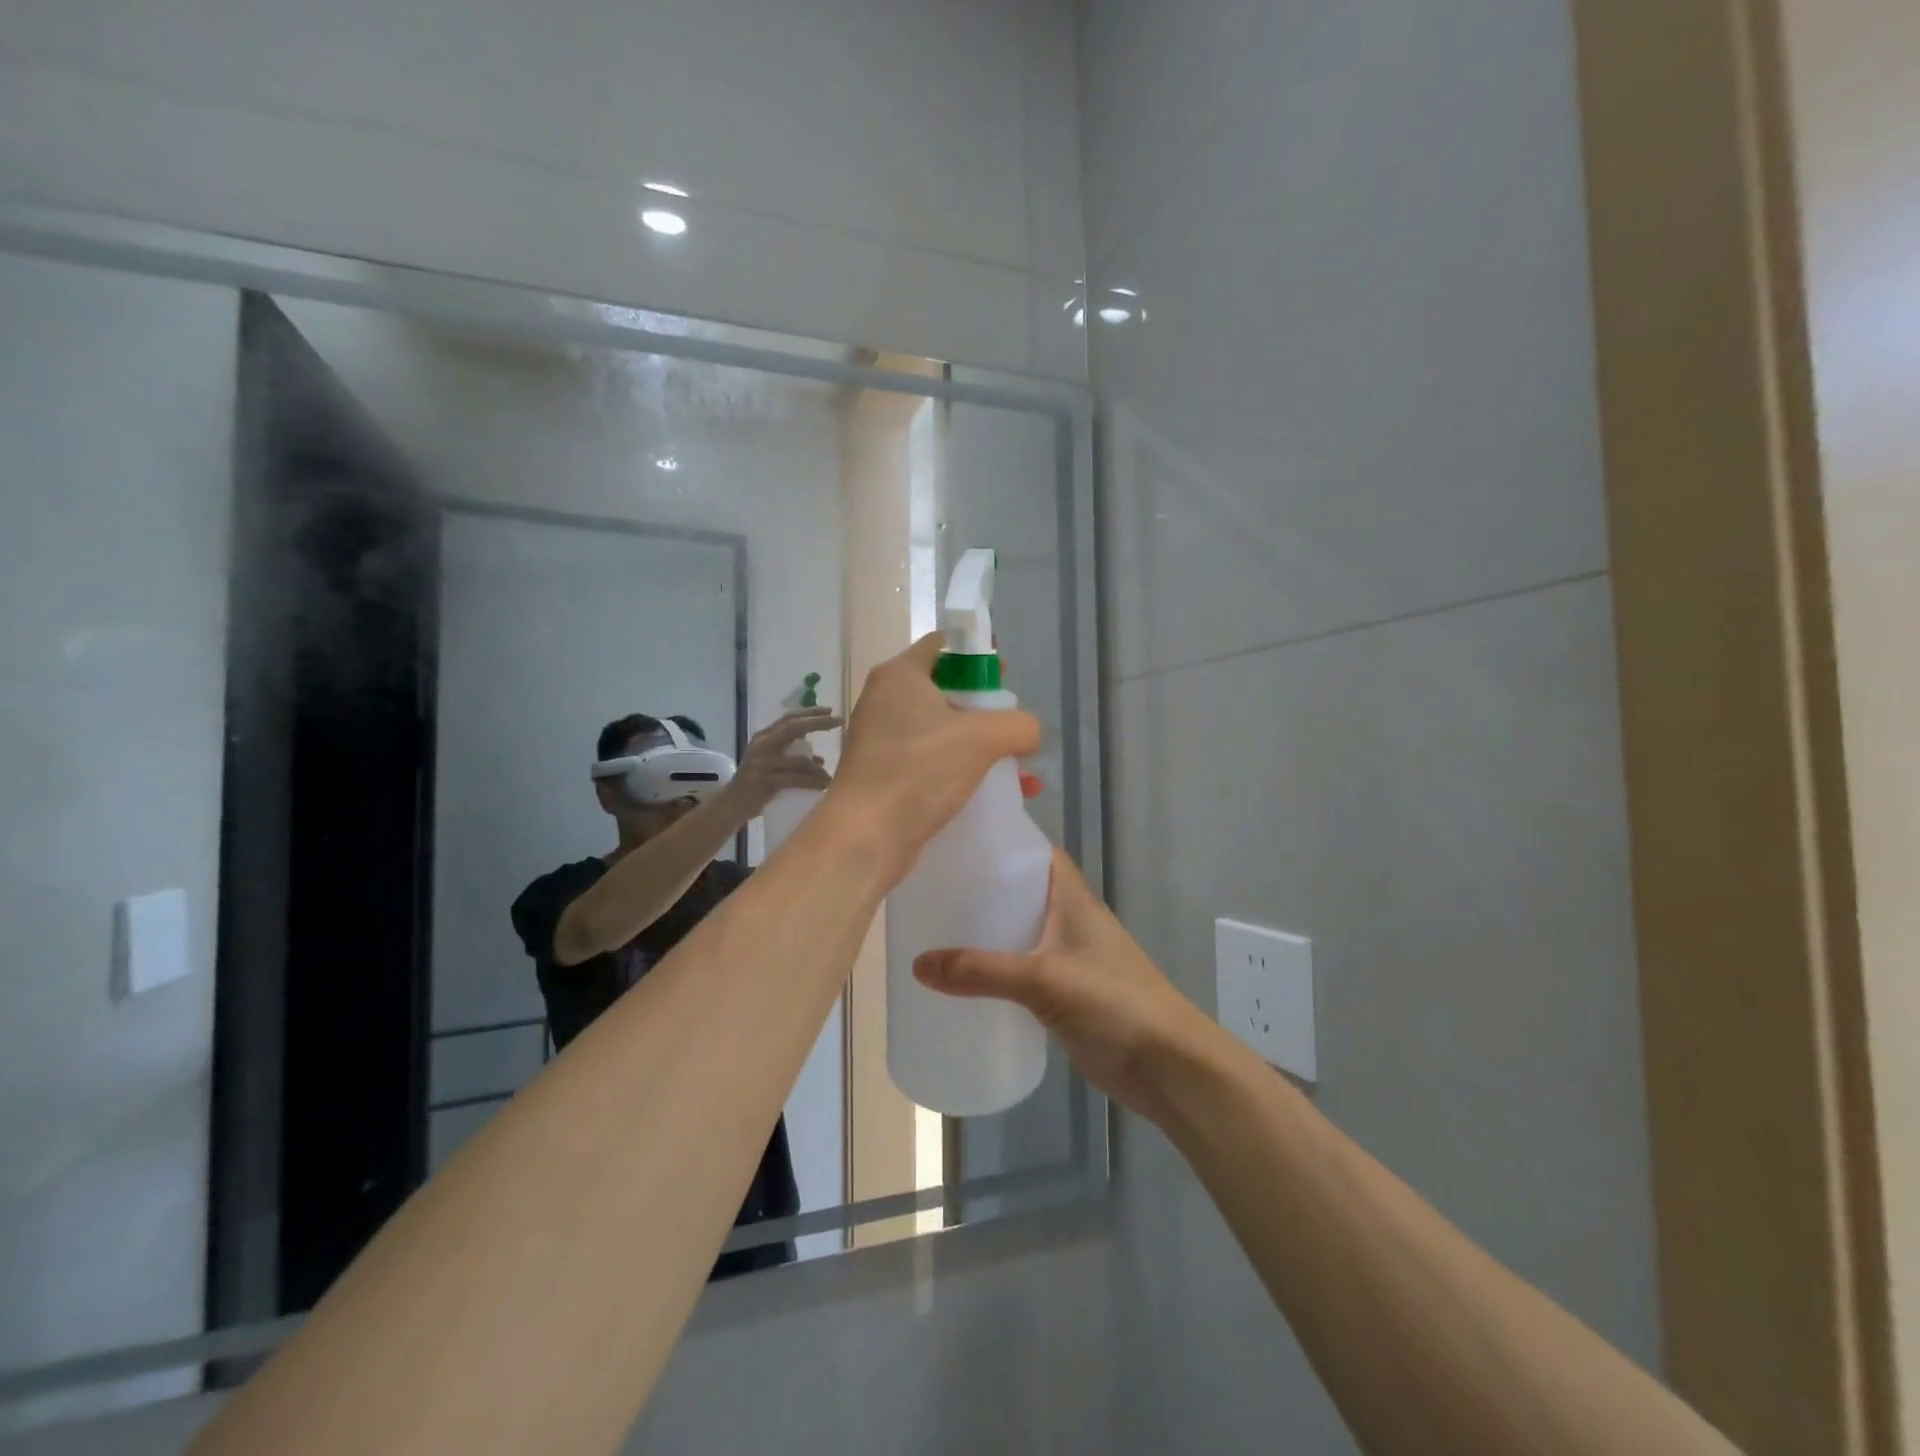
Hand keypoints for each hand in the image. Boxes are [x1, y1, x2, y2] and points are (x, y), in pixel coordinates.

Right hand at [726, 707, 840, 815]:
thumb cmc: (755, 785)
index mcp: (763, 737)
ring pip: (799, 760)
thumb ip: (791, 756)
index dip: (810, 713)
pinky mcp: (765, 782)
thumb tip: (820, 759)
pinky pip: (796, 779)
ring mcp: (763, 763)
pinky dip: (812, 782)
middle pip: (793, 728)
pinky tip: (824, 785)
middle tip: (838, 721)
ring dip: (819, 768)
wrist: (731, 805)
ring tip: (831, 775)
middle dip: (818, 723)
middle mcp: (762, 745)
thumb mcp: (771, 764)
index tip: (831, 711)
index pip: (788, 718)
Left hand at [829, 635, 1041, 865]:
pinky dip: (960, 770)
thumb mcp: (983, 737)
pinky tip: (992, 792)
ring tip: (1015, 767)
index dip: (976, 654)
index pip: (942, 645)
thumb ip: (1018, 725)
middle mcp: (885, 700)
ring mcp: (882, 739)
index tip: (1004, 675)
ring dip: (978, 745)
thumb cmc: (920, 769)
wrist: (867, 835)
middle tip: (1011, 723)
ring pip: (941, 730)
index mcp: (900, 675)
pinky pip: (931, 762)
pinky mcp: (885, 775)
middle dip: (984, 706)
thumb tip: (1028, 733)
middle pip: (944, 689)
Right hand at [912, 851, 1219, 1119]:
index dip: (1000, 844)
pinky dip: (994, 971)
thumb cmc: (1114, 1003)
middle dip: (980, 890)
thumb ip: (983, 971)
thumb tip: (917, 965)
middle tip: (929, 889)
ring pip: (1017, 933)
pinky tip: (960, 980)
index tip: (954, 843)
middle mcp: (1068, 920)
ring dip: (984, 932)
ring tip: (932, 930)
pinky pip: (1020, 972)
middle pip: (1019, 893)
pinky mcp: (1063, 995)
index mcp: (1071, 898)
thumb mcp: (1044, 980)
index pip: (1034, 853)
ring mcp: (1067, 959)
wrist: (1167, 1067)